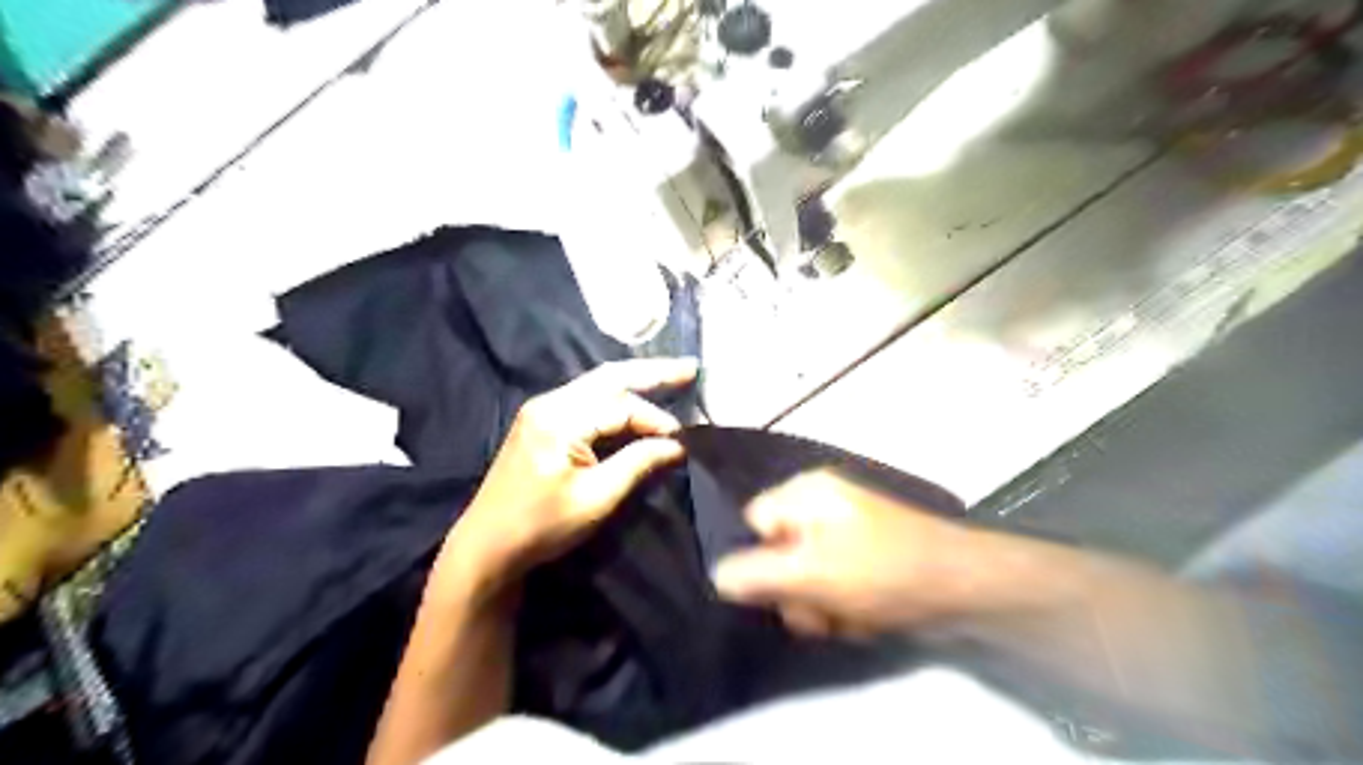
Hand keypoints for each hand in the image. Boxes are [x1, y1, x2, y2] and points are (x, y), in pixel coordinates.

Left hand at [437, 358, 696, 597]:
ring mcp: (542, 409)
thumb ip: (637, 464)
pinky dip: (615, 398)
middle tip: (690, 369)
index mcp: (559, 419)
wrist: (486, 547)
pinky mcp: (541, 421)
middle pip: (609, 377)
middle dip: (651, 372)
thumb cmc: (541, 526)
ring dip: (634, 382)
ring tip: (671, 377)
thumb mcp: (596, 499)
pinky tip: (635, 399)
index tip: (681, 441)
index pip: (620, 406)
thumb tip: (676, 446)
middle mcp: (549, 403)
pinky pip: (586, 399)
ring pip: (597, 385)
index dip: (655, 420)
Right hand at [713, 473, 979, 637]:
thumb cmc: (882, 571)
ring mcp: (845, 527)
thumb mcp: (810, 574)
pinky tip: (864, 615)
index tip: (781, 590)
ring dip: (819, 603)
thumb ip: (755, 574)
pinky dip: (842, 603)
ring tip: (848, 616)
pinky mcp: (865, 552)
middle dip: (795, 590)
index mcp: (806, 492)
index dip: (761, 559)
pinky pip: (832, 579)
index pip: (754, 522)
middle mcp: (822, 502)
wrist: (966, 587)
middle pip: (778, 551)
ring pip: (805, 573)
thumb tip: (715, 575)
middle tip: (819, 612)